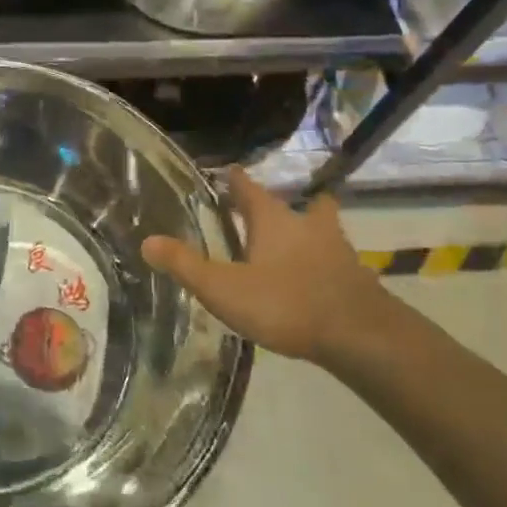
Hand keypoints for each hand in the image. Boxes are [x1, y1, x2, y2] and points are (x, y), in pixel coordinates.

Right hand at [140, 168, 388, 365]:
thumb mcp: (224, 288)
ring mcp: (337, 250)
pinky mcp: (355, 278)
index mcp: (272, 220)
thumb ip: (186, 265)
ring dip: (309, 230)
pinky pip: (335, 260)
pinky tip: (315, 281)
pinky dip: (324, 263)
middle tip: (265, 211)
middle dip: (279, 205)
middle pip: (293, 205)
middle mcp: (306, 225)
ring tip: (295, 243)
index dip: (236, 179)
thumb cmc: (285, 303)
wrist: (360, 335)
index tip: (229, 170)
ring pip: (321, 228)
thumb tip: (147, 240)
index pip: (249, 189)